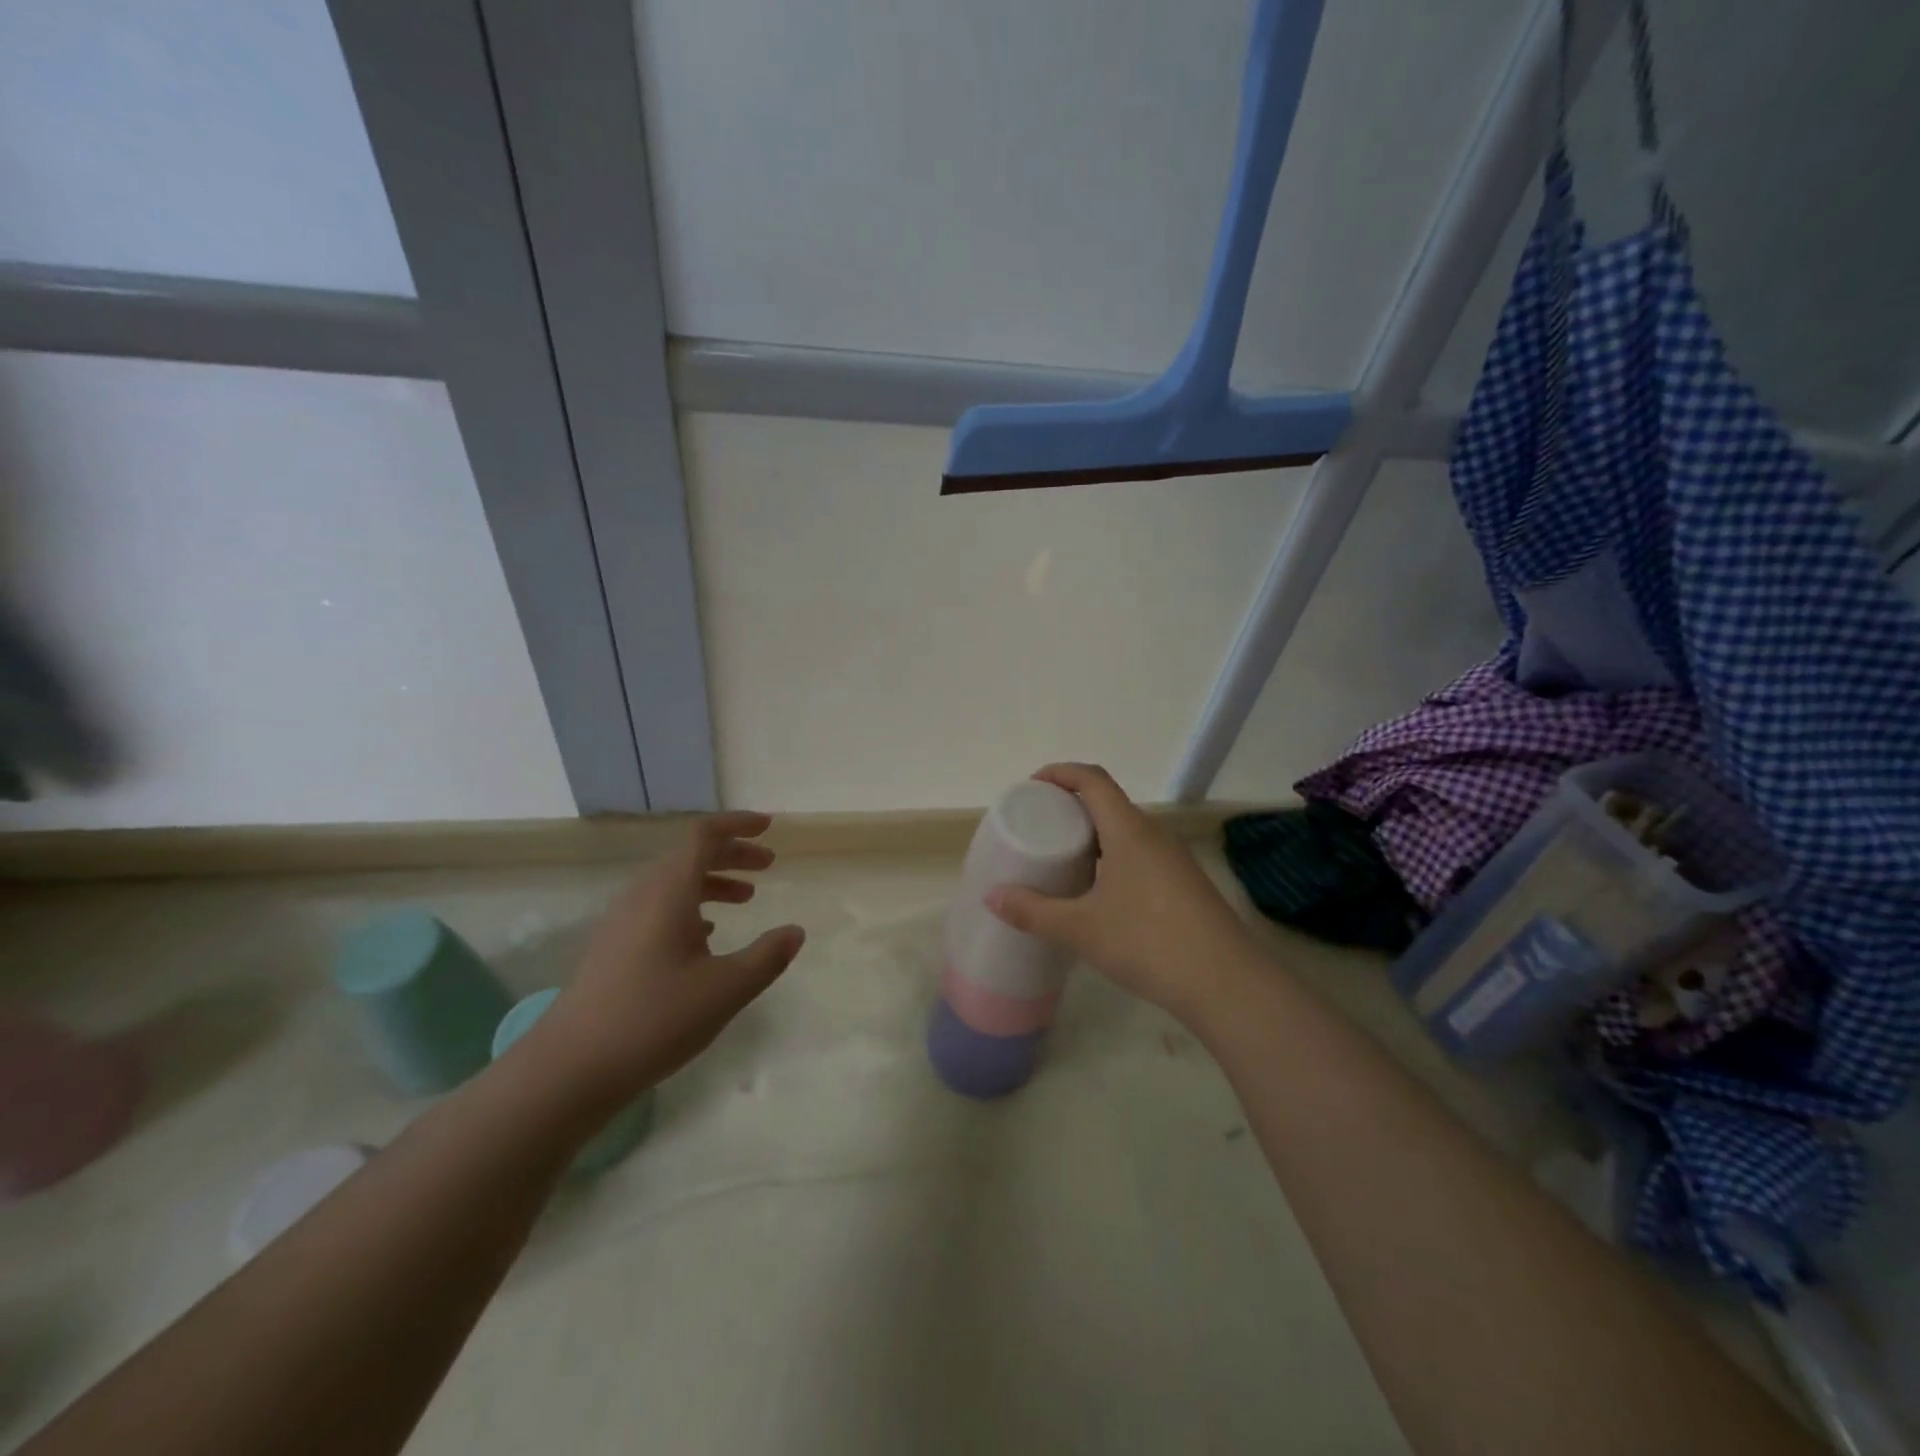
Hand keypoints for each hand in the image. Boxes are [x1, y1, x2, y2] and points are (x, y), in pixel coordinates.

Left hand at [537, 813, 804, 1105]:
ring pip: (674, 882)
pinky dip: (691, 906)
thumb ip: (767, 956)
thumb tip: (795, 932)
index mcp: (668, 892)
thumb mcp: (725, 989)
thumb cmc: (654, 1019)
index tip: (769, 827)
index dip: (737, 825)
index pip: (703, 835)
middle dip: (732, 854)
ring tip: (747, 898)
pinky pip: (659, 907)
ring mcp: (622, 922)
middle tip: (769, 865)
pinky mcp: (613, 947)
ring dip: (713, 881)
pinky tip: (707, 934)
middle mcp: (642, 896)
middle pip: (689, 855)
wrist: (570, 1069)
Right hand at [985, 764, 1259, 1027]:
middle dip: (1071, 806)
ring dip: (1093, 834)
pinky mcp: (1184, 884)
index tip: (1031, 786)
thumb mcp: (1081, 928)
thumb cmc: (1148, 943)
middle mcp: (1154, 834)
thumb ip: (1034, 911)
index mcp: (1128, 830)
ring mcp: (1173, 859)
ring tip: (1063, 858)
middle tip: (1039, 826)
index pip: (1092, 779)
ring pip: (1126, 830)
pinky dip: (1112, 857)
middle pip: (1108, 802)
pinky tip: (1098, 892)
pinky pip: (1140, 854)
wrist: (1226, 983)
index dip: (1060, 773)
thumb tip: (993, 896)